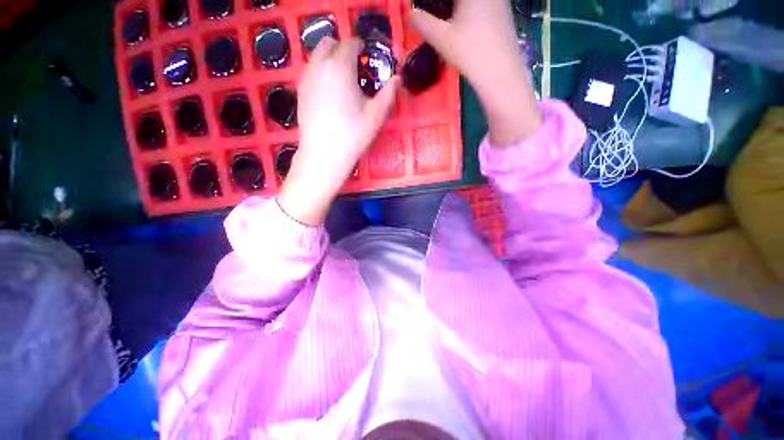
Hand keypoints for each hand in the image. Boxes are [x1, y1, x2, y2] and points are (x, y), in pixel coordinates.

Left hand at [278, 38, 398, 225]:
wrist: (324, 154)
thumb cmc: (353, 135)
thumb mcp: (376, 115)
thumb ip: (388, 93)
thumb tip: (397, 78)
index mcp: (341, 66)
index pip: (351, 44)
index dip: (361, 47)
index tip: (368, 57)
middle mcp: (320, 65)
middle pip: (329, 43)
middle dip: (342, 49)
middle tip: (354, 68)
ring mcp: (306, 78)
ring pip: (317, 56)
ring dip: (330, 59)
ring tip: (342, 80)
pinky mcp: (300, 92)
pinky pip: (310, 71)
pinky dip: (320, 72)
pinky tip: (329, 92)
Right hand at [412, 0, 540, 145]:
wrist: (500, 73)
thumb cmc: (469, 51)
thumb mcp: (441, 38)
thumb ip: (423, 22)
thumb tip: (411, 13)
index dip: (435, 3)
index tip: (424, 8)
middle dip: (447, 5)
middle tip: (436, 13)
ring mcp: (500, 1)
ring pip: (474, 3)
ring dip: (460, 8)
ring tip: (448, 18)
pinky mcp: (505, 14)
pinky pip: (485, 6)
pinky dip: (472, 11)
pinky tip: (466, 24)